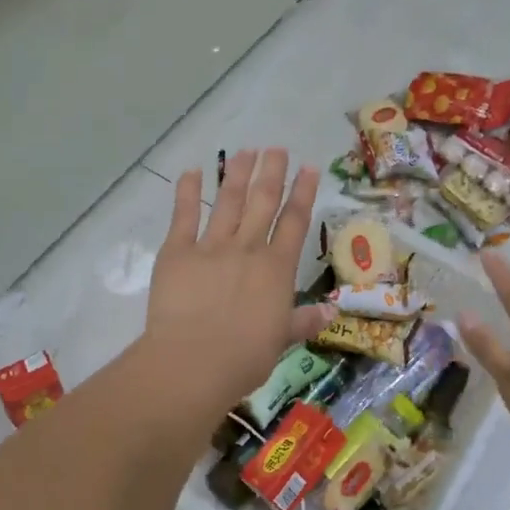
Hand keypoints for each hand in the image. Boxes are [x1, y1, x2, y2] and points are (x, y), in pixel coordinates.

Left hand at [146, 149, 335, 411]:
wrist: (194, 361)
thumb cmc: (244, 358)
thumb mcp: (281, 340)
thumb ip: (304, 321)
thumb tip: (331, 312)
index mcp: (276, 269)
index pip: (294, 223)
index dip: (303, 193)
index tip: (309, 168)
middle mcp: (248, 248)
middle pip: (264, 202)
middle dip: (272, 172)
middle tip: (277, 148)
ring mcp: (212, 246)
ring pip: (229, 202)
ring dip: (238, 174)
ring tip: (246, 150)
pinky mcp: (178, 251)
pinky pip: (184, 216)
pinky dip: (188, 192)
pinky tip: (192, 171)